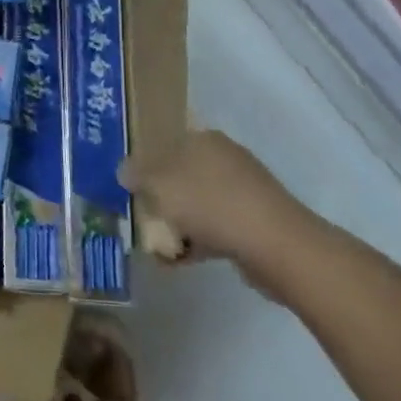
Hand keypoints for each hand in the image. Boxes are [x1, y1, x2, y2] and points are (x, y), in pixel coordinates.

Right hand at [118, 130, 323, 284]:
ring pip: (197, 203)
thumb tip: (125, 171)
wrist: (275, 245)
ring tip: (156, 247)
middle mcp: (224, 158)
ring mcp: (242, 190)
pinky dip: (196, 241)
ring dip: (176, 223)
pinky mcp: (253, 222)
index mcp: (203, 139)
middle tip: (139, 216)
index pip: (165, 142)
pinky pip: (215, 227)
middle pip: (180, 174)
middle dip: (159, 196)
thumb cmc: (210, 203)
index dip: (144, 163)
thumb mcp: (159, 183)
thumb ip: (137, 173)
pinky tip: (178, 261)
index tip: (127, 187)